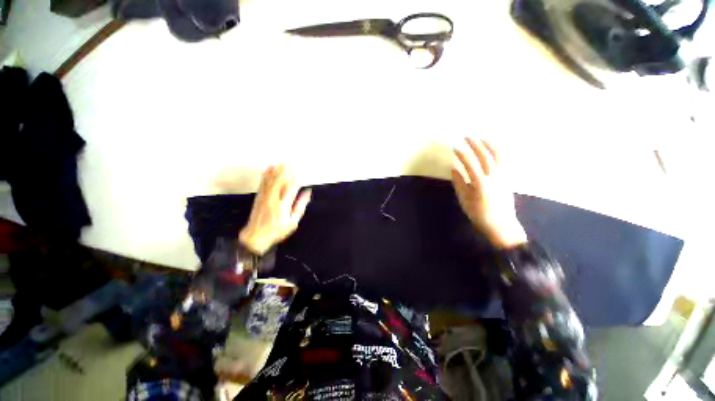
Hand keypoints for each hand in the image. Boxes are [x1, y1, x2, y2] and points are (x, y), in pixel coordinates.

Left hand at [239, 165, 311, 254]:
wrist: (255, 236)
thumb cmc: (277, 230)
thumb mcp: (293, 222)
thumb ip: (300, 206)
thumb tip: (307, 193)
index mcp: (284, 205)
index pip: (291, 187)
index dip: (295, 177)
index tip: (298, 170)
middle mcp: (274, 198)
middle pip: (280, 180)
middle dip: (285, 171)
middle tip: (290, 162)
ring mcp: (264, 197)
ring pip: (271, 180)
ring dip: (276, 170)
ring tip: (281, 162)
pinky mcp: (259, 197)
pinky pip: (263, 183)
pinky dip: (266, 174)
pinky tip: (268, 168)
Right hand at [452, 138, 526, 248]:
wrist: (501, 224)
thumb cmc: (479, 214)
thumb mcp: (464, 200)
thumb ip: (459, 183)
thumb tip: (454, 169)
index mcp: (480, 183)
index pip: (469, 163)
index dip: (461, 154)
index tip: (455, 146)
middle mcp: (493, 176)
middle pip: (484, 155)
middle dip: (475, 144)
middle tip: (467, 137)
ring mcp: (503, 176)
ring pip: (497, 155)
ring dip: (488, 145)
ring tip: (481, 138)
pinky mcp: (507, 178)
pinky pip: (504, 161)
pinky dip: (497, 152)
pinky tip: (492, 149)